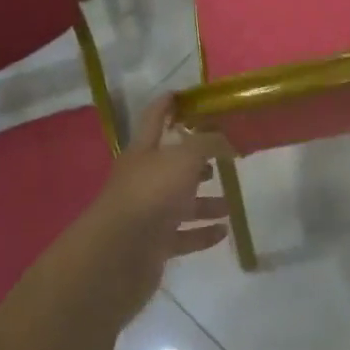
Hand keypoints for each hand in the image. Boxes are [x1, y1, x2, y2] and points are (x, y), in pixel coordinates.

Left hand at [72, 94, 232, 320]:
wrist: (118, 255)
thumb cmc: (151, 194)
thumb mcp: (184, 158)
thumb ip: (207, 143)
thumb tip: (225, 138)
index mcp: (143, 152)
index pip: (154, 118)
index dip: (167, 104)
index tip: (182, 94)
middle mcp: (143, 179)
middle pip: (171, 164)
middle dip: (196, 159)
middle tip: (223, 155)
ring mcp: (147, 213)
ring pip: (180, 202)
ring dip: (205, 201)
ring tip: (230, 203)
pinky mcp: (153, 245)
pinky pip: (182, 235)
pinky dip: (202, 233)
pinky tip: (223, 231)